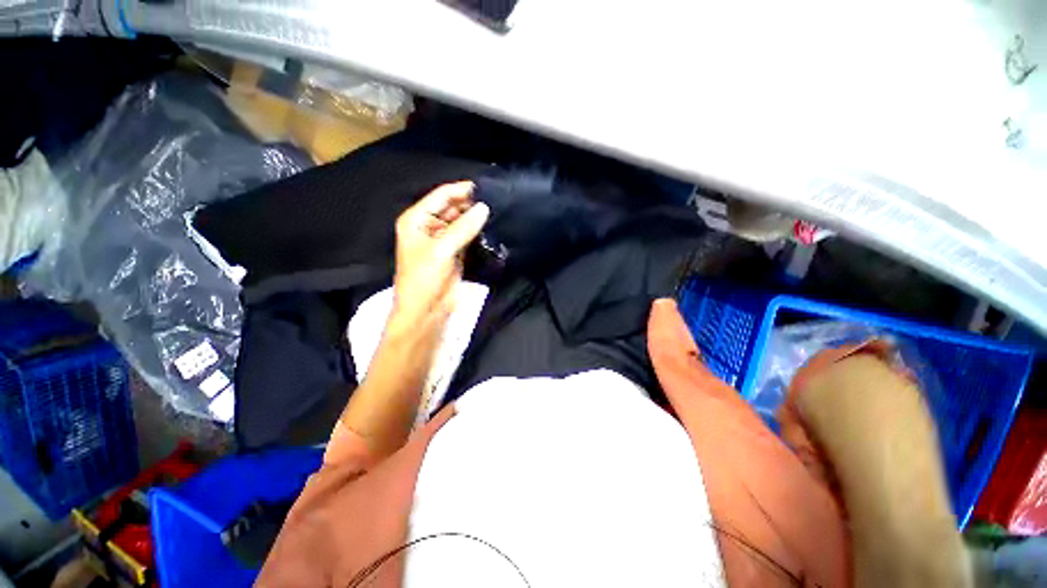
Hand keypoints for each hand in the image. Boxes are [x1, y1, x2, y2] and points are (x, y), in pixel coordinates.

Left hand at [390, 181, 488, 335]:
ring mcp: (443, 239)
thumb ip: (463, 228)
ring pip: (462, 222)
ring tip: (497, 212)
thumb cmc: (424, 278)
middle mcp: (429, 226)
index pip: (441, 196)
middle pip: (452, 207)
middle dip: (471, 205)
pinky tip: (492, 228)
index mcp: (417, 219)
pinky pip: (468, 236)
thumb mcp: (441, 250)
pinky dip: (478, 233)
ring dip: (476, 219)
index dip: (461, 190)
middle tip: (496, 201)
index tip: (486, 188)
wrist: (426, 311)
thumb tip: (485, 208)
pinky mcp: (455, 252)